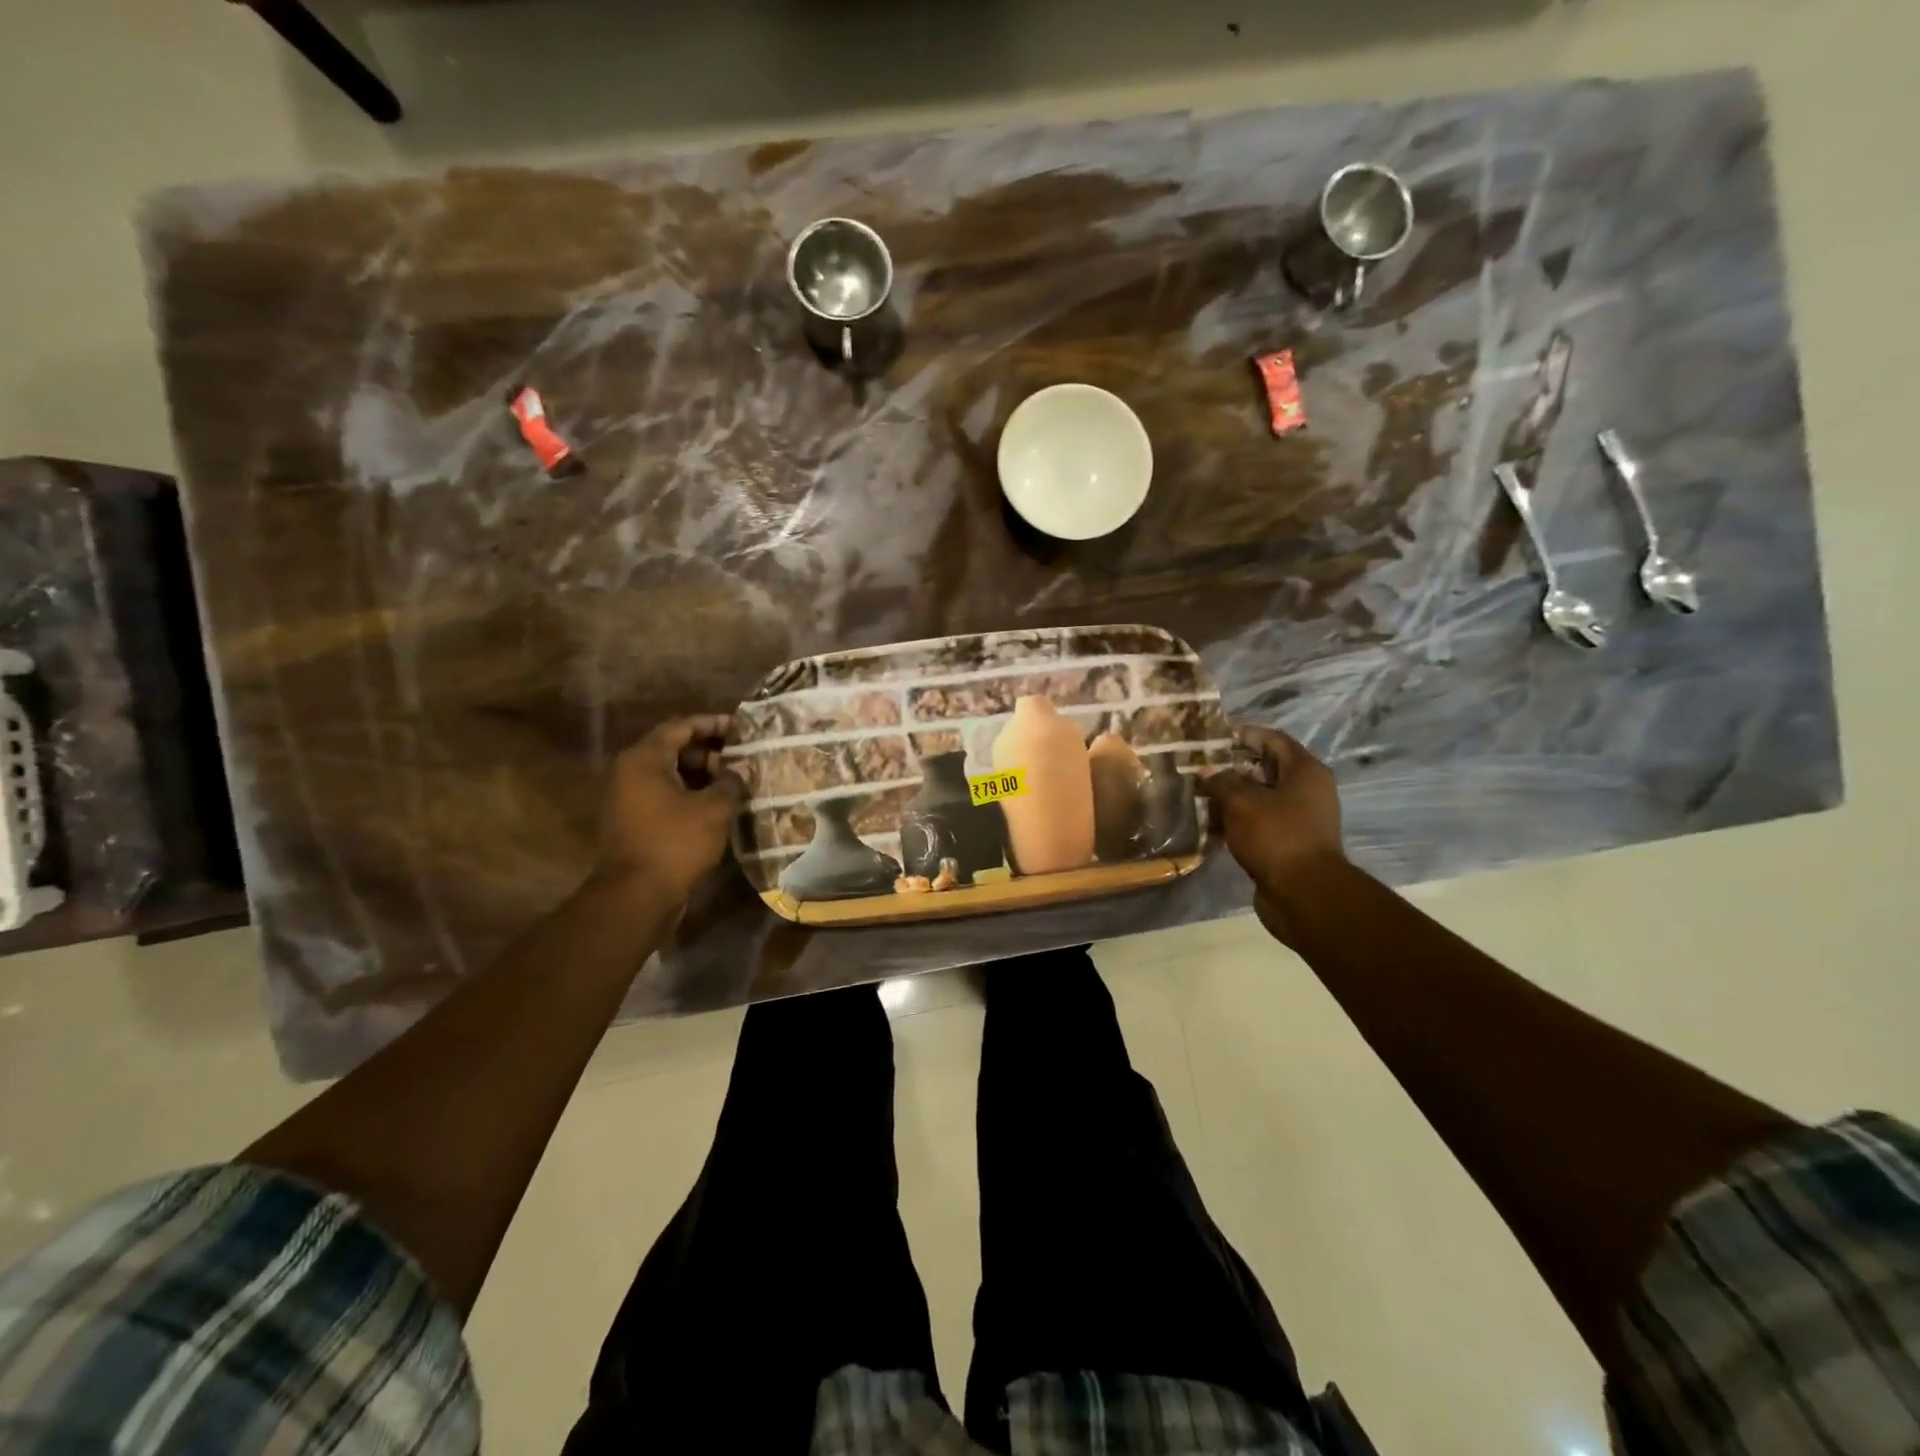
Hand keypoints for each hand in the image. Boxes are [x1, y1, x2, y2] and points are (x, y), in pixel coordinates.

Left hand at [594, 716, 745, 905]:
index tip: (741, 729)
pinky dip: (690, 794)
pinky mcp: (633, 821)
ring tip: (735, 783)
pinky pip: (665, 795)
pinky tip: (717, 806)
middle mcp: (630, 772)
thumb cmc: (675, 843)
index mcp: (644, 759)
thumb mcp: (714, 809)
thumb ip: (731, 782)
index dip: (712, 724)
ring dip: (702, 775)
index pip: (681, 726)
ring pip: (670, 774)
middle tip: (741, 759)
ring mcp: (628, 798)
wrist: (636, 896)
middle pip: (673, 748)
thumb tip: (739, 770)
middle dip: (710, 752)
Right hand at [1200, 725, 1346, 941]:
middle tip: (1199, 768)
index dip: (1243, 734)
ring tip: (1198, 796)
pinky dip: (1237, 821)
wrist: (1304, 894)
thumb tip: (1207, 771)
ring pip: (1259, 798)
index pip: (1272, 739)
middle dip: (1231, 768)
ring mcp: (1299, 818)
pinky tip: (1210, 825)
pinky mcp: (1288, 843)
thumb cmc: (1277, 836)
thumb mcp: (1242, 802)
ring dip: (1231, 796)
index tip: (1212, 737)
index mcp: (1305, 771)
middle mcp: (1307, 790)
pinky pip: (1259, 823)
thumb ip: (1222, 781)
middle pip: (1265, 769)